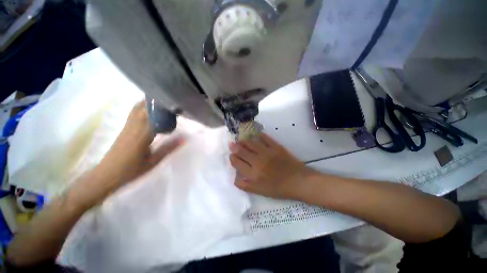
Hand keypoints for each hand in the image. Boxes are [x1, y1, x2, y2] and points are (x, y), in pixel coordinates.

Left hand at [98, 100, 183, 185]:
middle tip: (173, 102)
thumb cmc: (132, 170)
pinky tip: (150, 108)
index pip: (155, 115)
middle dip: (159, 102)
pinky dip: (143, 106)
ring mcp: (127, 125)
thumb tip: (185, 138)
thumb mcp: (154, 161)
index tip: (177, 106)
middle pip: (145, 107)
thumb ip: (169, 148)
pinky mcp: (124, 127)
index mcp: (143, 134)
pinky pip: (134, 112)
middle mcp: (134, 126)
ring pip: (138, 107)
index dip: (165, 108)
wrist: (107, 174)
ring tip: (163, 102)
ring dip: (150, 102)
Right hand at [230, 133, 313, 199]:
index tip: (232, 155)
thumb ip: (246, 186)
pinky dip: (259, 135)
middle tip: (232, 144)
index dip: (232, 158)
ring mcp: (267, 152)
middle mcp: (257, 161)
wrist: (298, 181)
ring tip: (241, 139)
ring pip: (251, 143)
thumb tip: (235, 178)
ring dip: (244, 140)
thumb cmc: (279, 188)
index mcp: (253, 174)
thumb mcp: (260, 192)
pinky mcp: (276, 147)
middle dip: (235, 147)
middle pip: (242, 151)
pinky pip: (265, 138)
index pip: (237, 162)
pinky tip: (256, 134)